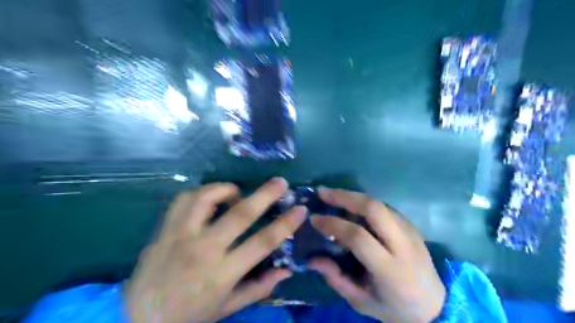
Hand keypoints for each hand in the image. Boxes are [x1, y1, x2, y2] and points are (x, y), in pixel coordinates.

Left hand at [123, 180, 307, 322]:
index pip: (262, 243)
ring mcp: (181, 235)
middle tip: (281, 182)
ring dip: (228, 190)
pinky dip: (202, 193)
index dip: (285, 225)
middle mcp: (204, 249)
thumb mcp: (228, 307)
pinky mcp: (165, 228)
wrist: (138, 318)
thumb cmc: (190, 314)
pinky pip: (184, 199)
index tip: (301, 209)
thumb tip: (288, 269)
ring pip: (207, 198)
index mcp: (223, 272)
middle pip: (240, 214)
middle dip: (265, 195)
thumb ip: (260, 287)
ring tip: (238, 193)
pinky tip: (210, 199)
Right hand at [308, 187, 446, 322]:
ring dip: (353, 196)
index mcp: (390, 269)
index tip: (314, 219)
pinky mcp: (412, 226)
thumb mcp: (361, 302)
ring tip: (333, 195)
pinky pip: (385, 208)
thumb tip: (311, 258)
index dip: (333, 224)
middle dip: (345, 197)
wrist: (435, 307)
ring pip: (380, 203)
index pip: (358, 237)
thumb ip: (335, 279)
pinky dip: (364, 203)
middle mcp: (403, 245)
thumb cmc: (394, 308)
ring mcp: (410, 232)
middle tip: (323, 193)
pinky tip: (351, 206)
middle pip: (374, 209)